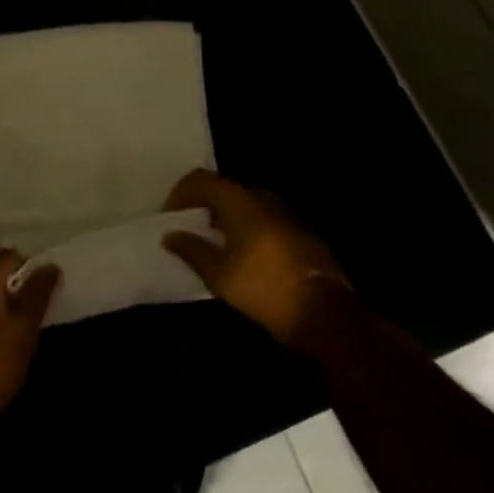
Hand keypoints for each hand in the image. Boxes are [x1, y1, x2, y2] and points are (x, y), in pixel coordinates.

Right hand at [162, 170, 350, 346]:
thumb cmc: (263, 288)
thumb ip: (191, 249)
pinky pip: (261, 217)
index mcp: (238, 200)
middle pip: (222, 189)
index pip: (200, 179)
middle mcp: (261, 197)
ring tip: (211, 243)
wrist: (324, 312)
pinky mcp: (297, 230)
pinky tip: (241, 254)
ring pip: (243, 203)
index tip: (170, 217)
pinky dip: (244, 227)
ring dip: (224, 217)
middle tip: (188, 229)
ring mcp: (283, 212)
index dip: (180, 194)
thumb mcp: (219, 274)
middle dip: (201, 205)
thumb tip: (169, 235)